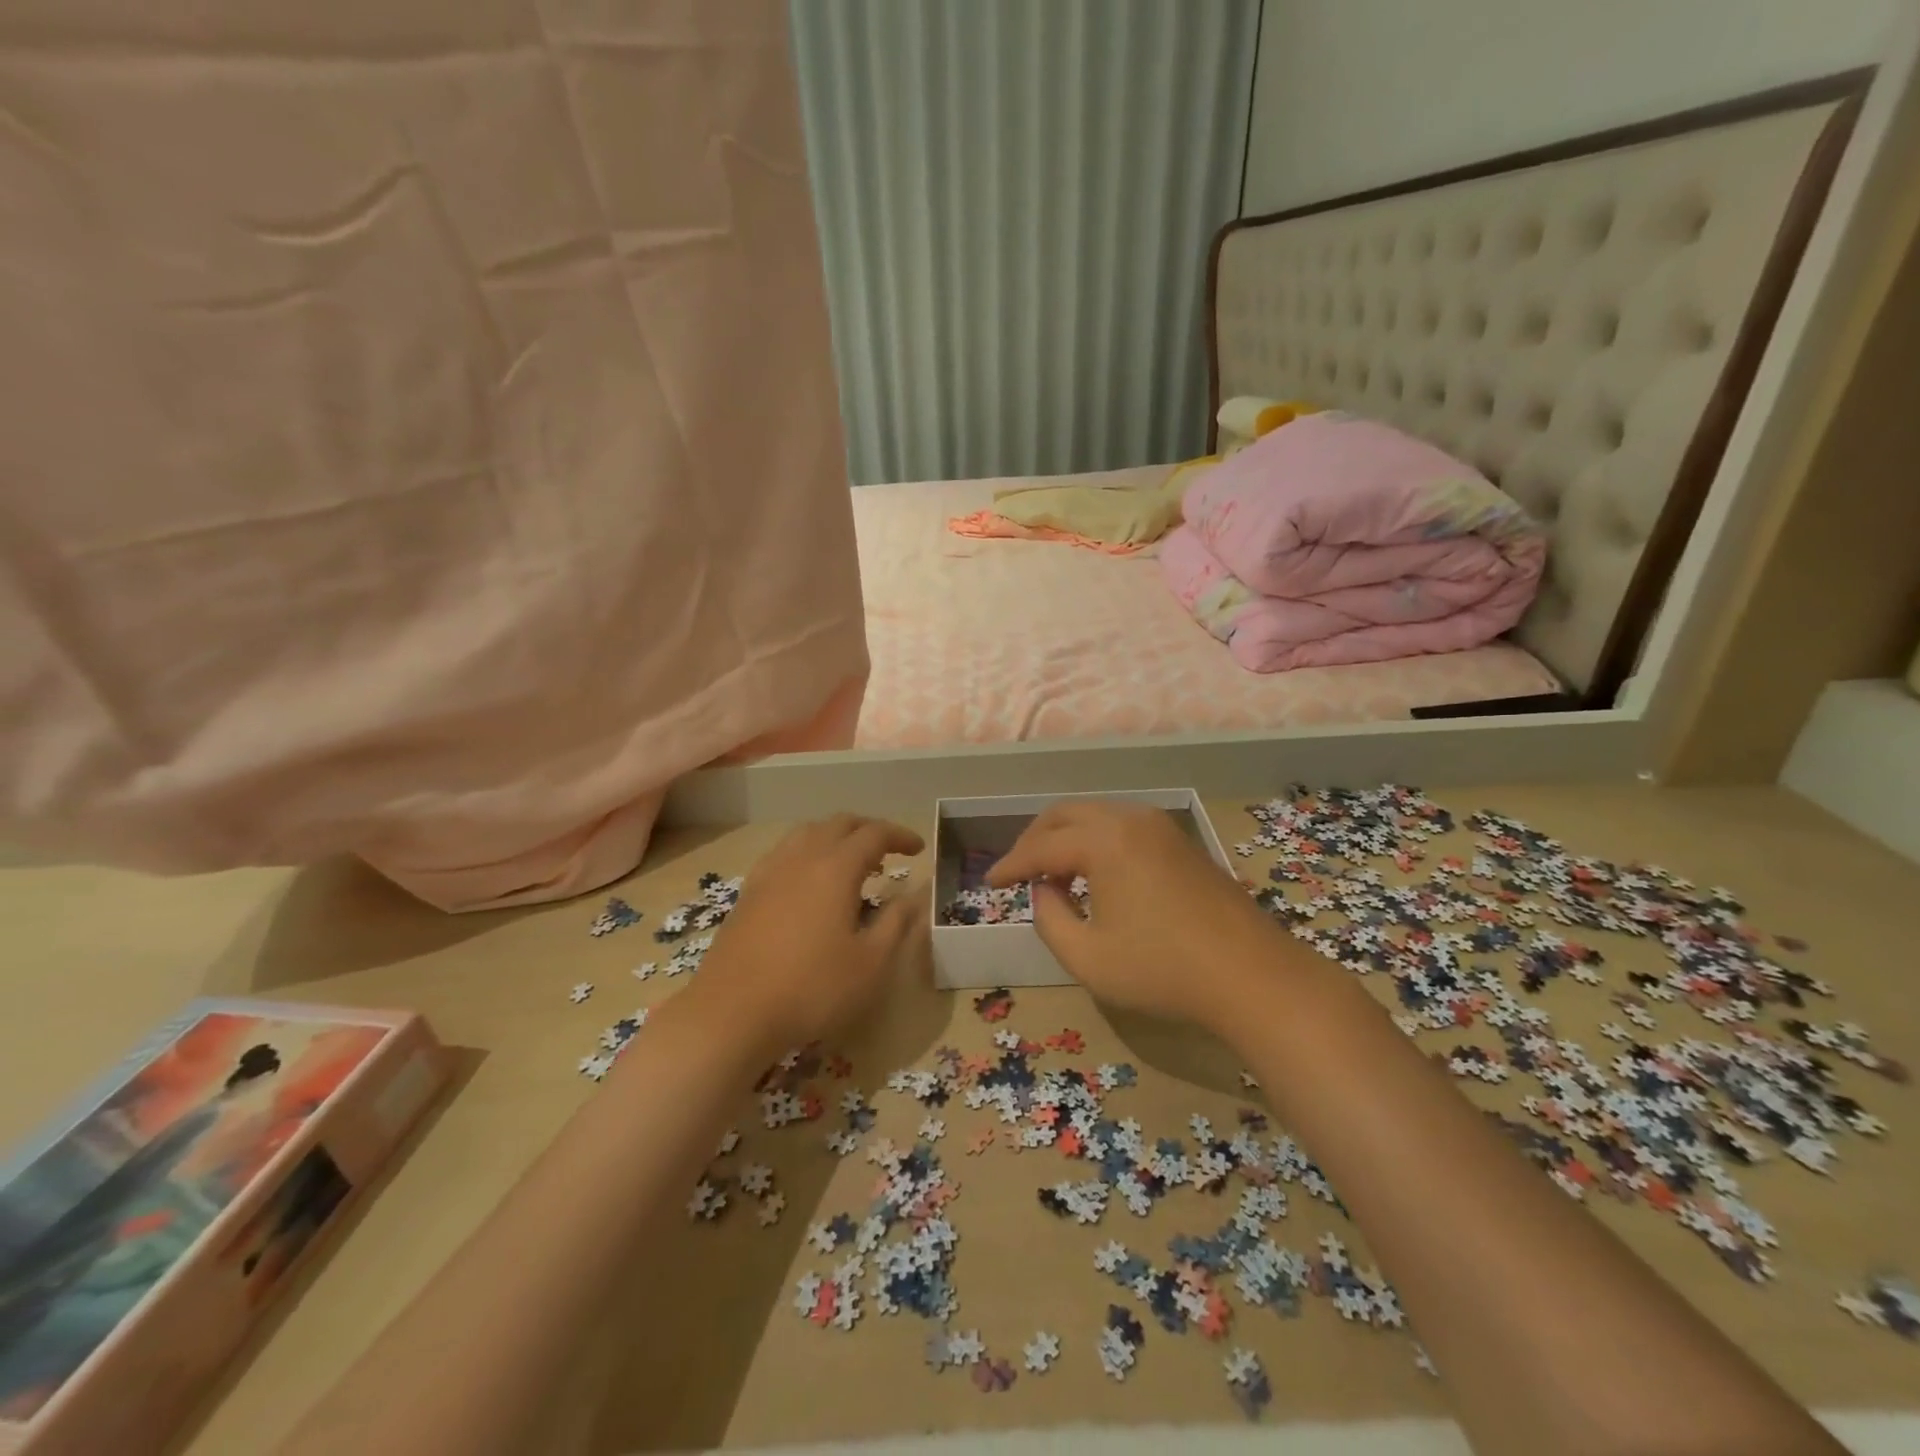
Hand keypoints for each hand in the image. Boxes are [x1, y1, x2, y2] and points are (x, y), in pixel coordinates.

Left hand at [686, 814, 923, 1058]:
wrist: (731, 1014)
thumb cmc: (812, 989)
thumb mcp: (871, 963)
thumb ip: (897, 922)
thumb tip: (916, 894)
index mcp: (835, 868)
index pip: (874, 834)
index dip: (900, 836)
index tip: (919, 848)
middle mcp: (801, 858)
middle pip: (838, 824)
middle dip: (868, 829)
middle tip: (889, 850)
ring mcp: (769, 873)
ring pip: (806, 833)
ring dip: (835, 837)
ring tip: (851, 863)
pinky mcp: (748, 893)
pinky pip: (783, 853)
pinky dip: (807, 852)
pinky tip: (808, 882)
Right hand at [986, 800, 1281, 1028]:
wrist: (1252, 975)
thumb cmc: (1163, 970)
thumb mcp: (1088, 958)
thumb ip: (1050, 920)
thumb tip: (1043, 891)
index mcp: (1104, 840)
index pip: (1041, 846)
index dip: (1011, 865)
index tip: (989, 883)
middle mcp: (1130, 819)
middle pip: (1065, 814)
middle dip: (1035, 840)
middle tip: (1017, 871)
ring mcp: (1160, 826)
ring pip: (1095, 815)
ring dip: (1066, 838)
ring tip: (1052, 875)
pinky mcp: (1179, 841)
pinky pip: (1121, 826)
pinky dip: (1095, 841)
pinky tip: (1094, 874)